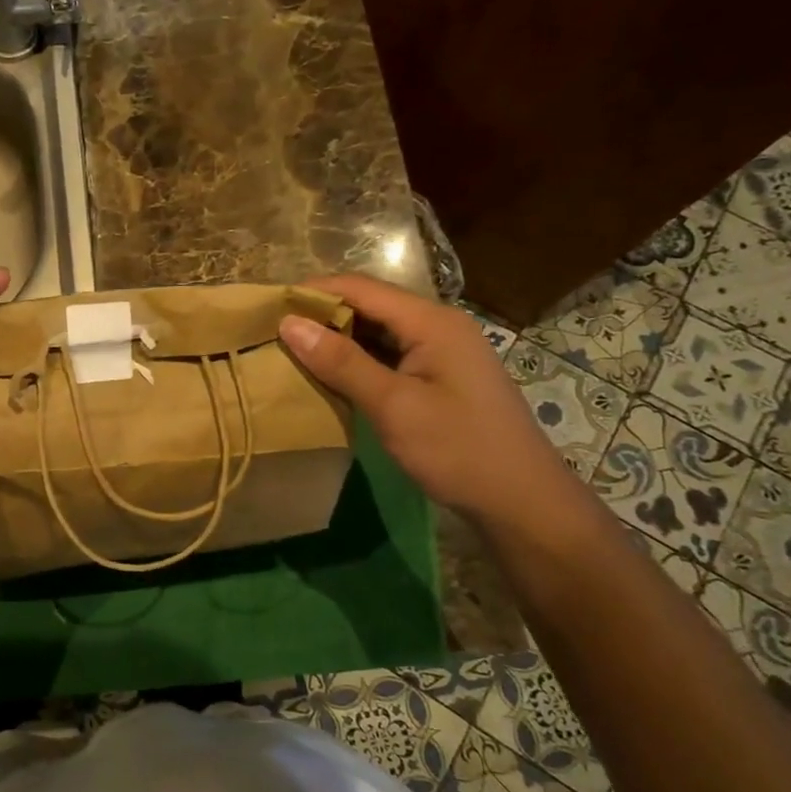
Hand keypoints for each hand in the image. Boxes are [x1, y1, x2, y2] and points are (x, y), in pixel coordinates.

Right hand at [279, 273, 581, 528]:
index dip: (313, 292)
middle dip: (321, 315)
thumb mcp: (393, 406)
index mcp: (432, 322)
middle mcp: (438, 326)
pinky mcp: (439, 377)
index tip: (268, 307)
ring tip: (291, 352)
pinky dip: (357, 361)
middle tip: (273, 333)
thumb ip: (341, 362)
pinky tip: (329, 376)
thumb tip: (289, 323)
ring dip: (337, 339)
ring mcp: (441, 352)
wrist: (522, 503)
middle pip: (369, 305)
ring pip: (377, 332)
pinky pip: (389, 355)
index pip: (361, 288)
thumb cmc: (458, 451)